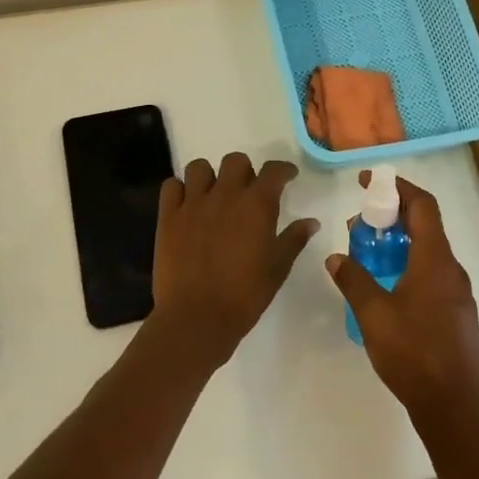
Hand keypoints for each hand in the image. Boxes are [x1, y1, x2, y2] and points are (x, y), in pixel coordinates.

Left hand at [150, 153, 319, 366]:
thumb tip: (311, 222)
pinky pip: (171, 186)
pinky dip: (179, 190)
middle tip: (247, 191)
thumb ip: (294, 239)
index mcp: (257, 205)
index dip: (283, 170)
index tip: (287, 177)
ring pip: (199, 167)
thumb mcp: (277, 268)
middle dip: (245, 171)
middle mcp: (225, 195)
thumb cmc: (245, 295)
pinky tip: (187, 206)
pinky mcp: (168, 216)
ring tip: (213, 195)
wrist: (197, 317)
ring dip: (210, 176)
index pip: (273, 171)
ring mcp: (193, 203)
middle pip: (235, 161)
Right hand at [325, 174, 478, 429]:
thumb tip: (336, 257)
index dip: (397, 187)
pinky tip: (386, 289)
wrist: (455, 406)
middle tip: (360, 223)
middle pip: (426, 227)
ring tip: (367, 254)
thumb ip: (354, 280)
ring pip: (428, 253)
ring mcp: (458, 293)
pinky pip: (432, 275)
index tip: (368, 182)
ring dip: (399, 244)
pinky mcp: (457, 314)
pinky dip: (408, 267)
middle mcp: (452, 270)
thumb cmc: (414, 354)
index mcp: (435, 260)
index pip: (423, 206)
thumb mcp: (374, 315)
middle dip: (392, 217)